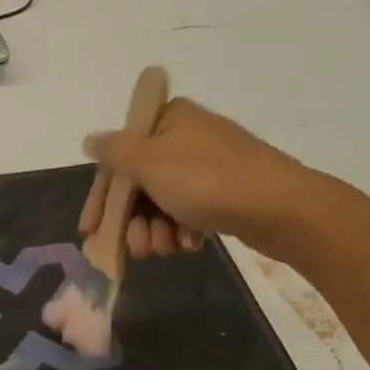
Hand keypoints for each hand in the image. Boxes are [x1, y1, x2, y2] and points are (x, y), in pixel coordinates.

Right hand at [79, 97, 314, 257]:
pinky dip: (182, 231)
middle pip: (140, 184)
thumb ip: (114, 151)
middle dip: (133, 221)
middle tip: (135, 248)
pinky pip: (189, 212)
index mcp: (168, 120)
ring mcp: (208, 166)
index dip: (103, 196)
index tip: (90, 230)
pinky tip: (189, 245)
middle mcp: (186, 137)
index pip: (119, 157)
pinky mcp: (226, 192)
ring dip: (156, 231)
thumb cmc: (207, 180)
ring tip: (166, 249)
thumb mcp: (149, 161)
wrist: (280, 207)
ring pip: (163, 203)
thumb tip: (89, 139)